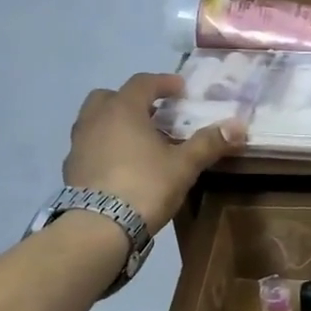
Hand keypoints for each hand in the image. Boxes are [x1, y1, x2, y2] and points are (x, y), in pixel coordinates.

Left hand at [63, 73, 243, 231]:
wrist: (100, 226)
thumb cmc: (145, 186)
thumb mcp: (184, 165)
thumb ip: (208, 143)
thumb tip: (238, 125)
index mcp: (123, 110)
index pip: (142, 83)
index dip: (163, 83)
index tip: (180, 89)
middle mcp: (95, 119)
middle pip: (110, 97)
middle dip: (132, 100)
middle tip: (154, 113)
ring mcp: (78, 144)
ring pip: (95, 121)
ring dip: (115, 123)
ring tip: (138, 140)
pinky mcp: (71, 169)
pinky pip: (89, 146)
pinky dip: (104, 146)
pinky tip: (120, 165)